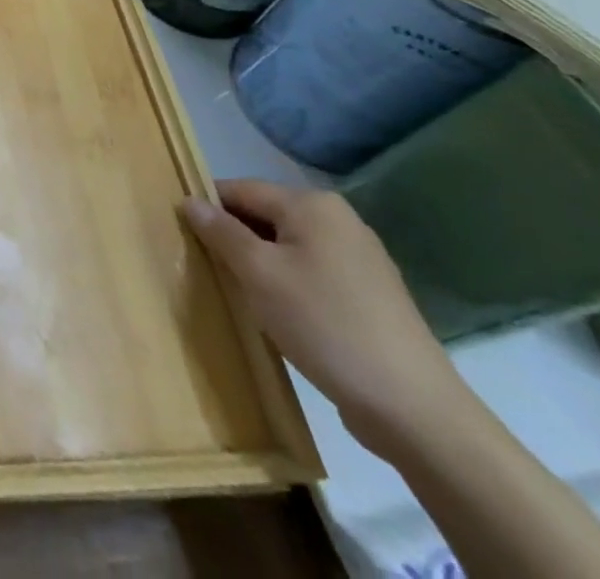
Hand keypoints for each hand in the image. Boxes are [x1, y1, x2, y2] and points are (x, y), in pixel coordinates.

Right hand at [184, 180, 473, 457]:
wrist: (413, 409)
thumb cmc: (325, 325)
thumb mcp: (259, 274)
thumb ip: (221, 232)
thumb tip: (190, 201)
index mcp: (312, 205)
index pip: (240, 190)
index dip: (209, 209)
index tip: (185, 237)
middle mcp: (339, 220)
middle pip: (265, 216)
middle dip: (236, 239)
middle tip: (212, 270)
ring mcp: (361, 258)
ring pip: (288, 246)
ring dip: (261, 264)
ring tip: (243, 294)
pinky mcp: (371, 294)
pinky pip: (312, 272)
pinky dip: (289, 284)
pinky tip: (281, 315)